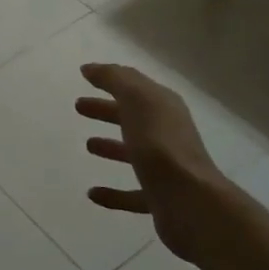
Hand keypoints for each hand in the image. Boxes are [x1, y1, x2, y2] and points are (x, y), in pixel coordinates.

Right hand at [77, 63, 238, 263]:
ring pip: (133, 153)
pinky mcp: (159, 199)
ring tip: (87, 145)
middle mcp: (167, 134)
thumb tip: (91, 68)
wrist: (190, 201)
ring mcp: (165, 168)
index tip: (84, 77)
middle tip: (79, 107)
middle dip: (107, 110)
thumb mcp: (137, 100)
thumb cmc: (159, 144)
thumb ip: (115, 79)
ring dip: (112, 147)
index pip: (135, 87)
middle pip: (133, 118)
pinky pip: (131, 194)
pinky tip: (92, 193)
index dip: (111, 80)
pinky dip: (112, 193)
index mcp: (164, 107)